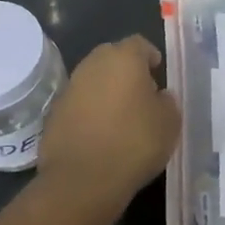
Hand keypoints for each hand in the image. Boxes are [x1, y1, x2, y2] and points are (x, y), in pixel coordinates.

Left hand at [38, 35, 180, 209]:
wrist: (82, 180)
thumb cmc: (134, 143)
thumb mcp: (170, 123)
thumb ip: (168, 101)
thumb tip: (159, 96)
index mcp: (123, 58)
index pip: (139, 44)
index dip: (151, 57)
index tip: (159, 74)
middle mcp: (93, 64)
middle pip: (113, 57)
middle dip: (127, 71)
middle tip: (141, 94)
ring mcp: (70, 87)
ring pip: (94, 80)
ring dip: (106, 91)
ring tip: (121, 117)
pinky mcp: (54, 112)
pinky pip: (79, 103)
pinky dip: (90, 111)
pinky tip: (100, 134)